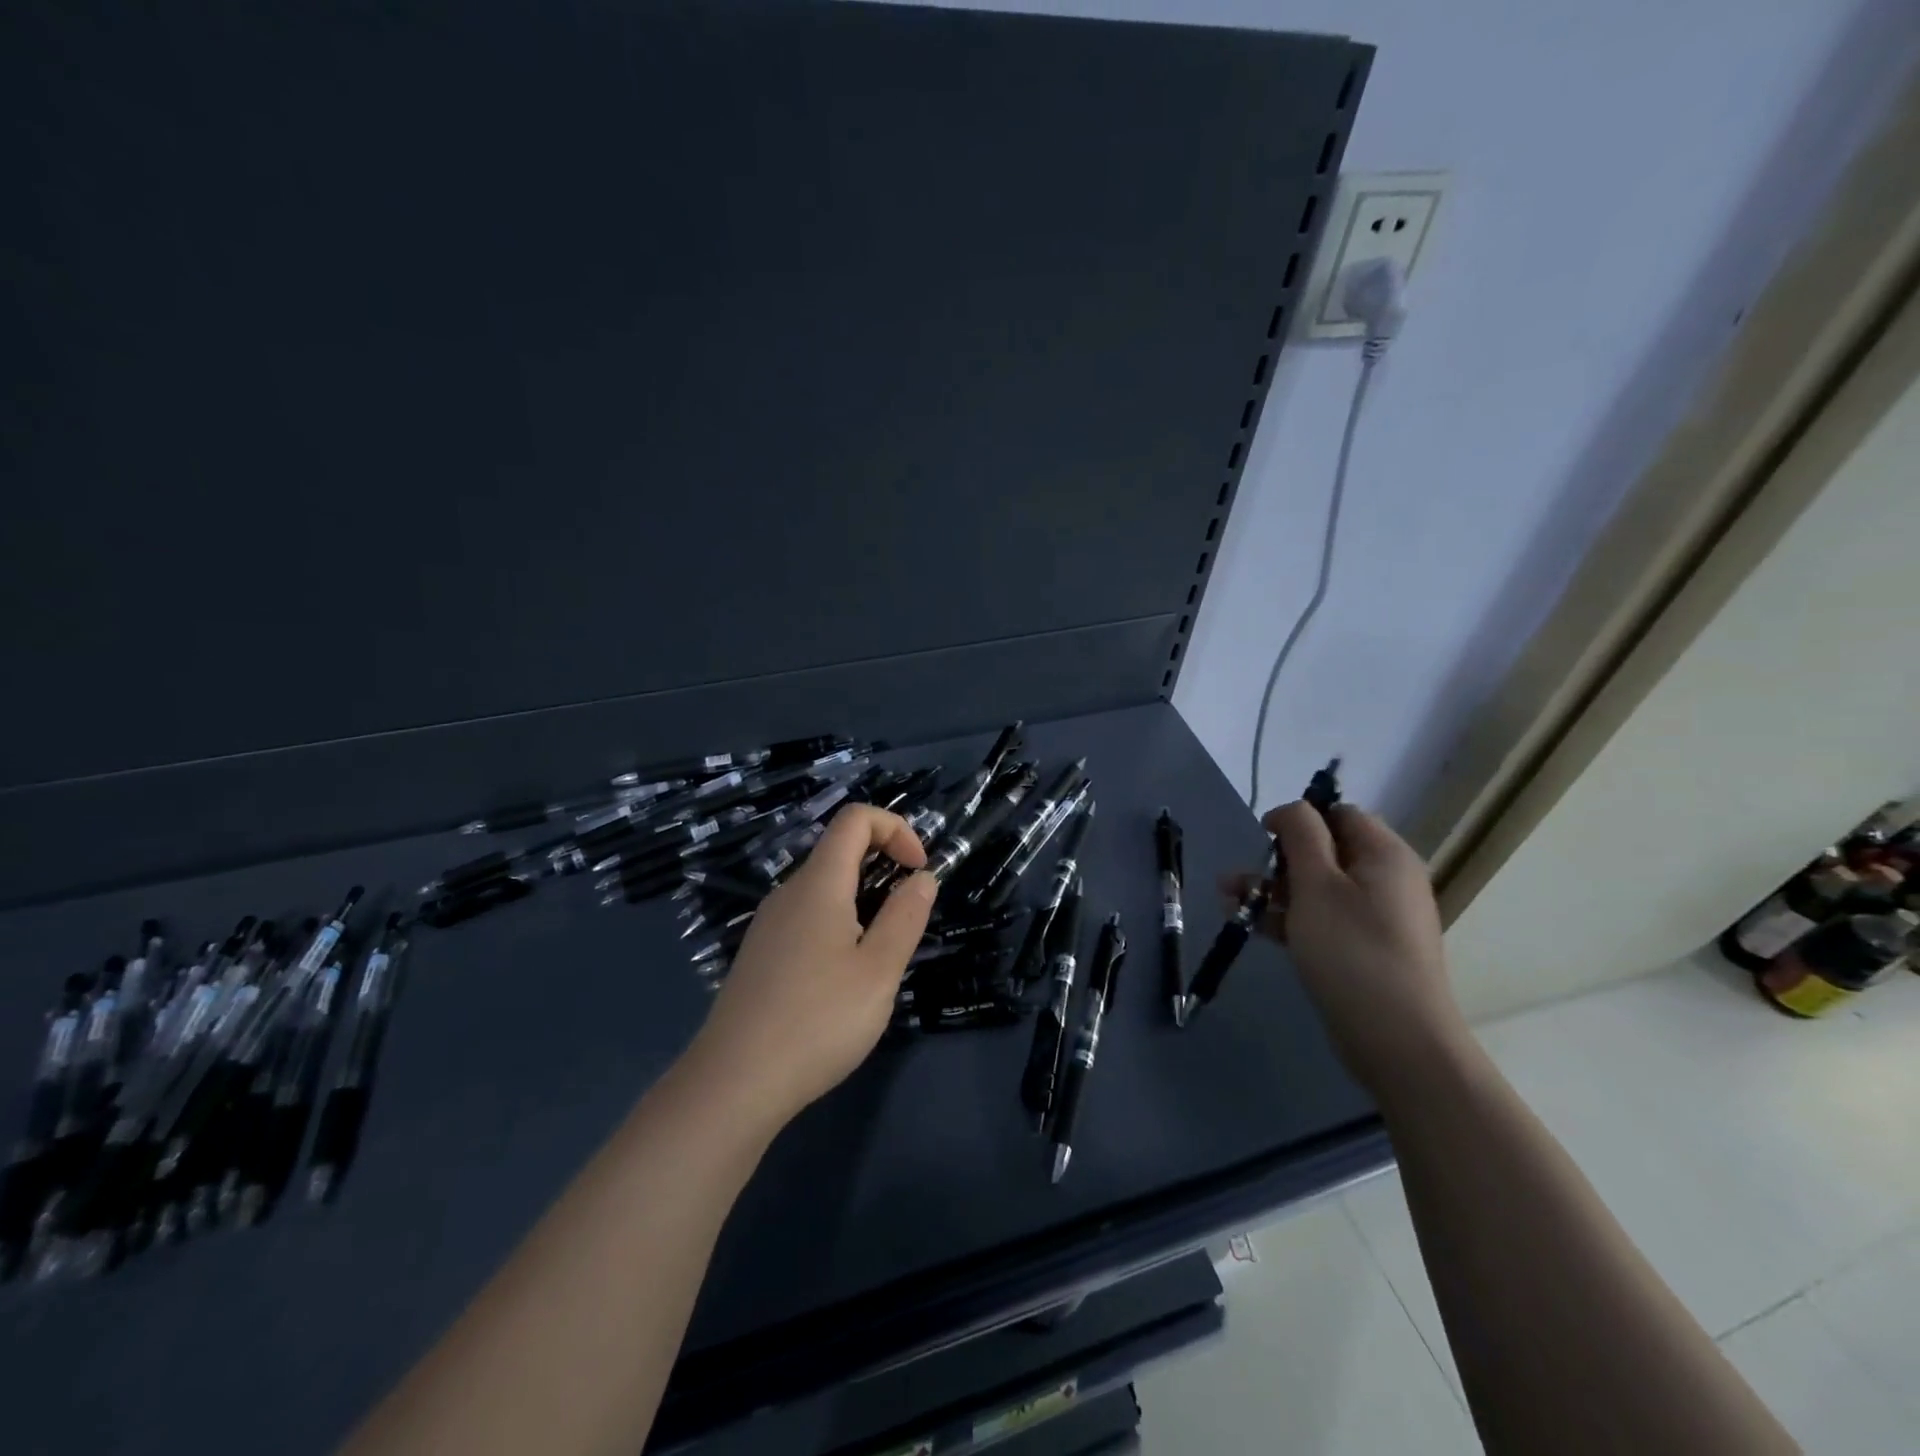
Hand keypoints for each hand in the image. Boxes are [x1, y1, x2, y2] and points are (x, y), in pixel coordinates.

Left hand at [684, 805, 937, 1128]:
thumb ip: (905, 917)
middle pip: (839, 851)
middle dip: (883, 866)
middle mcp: (788, 893)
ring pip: (823, 888)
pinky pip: (806, 917)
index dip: (896, 829)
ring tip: (879, 956)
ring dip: (863, 900)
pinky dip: (838, 923)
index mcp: (818, 884)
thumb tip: (922, 878)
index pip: (855, 819)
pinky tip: (842, 979)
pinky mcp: (760, 954)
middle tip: (907, 918)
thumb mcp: (879, 971)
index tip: (919, 871)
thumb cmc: (817, 1020)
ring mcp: (768, 924)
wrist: (733, 1082)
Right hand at [1225, 801, 1465, 1094]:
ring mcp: (1377, 918)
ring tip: (1229, 902)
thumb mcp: (1317, 884)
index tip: (1263, 839)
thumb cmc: (1352, 951)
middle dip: (1276, 861)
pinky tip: (1252, 927)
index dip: (1299, 819)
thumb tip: (1293, 809)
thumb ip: (1301, 835)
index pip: (1340, 814)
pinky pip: (1323, 919)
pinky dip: (1289, 918)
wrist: (1398, 1040)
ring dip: (1273, 891)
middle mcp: (1386, 880)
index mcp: (1384, 855)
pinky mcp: (1364, 949)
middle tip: (1236, 879)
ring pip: (1318, 888)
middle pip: (1325, 852)